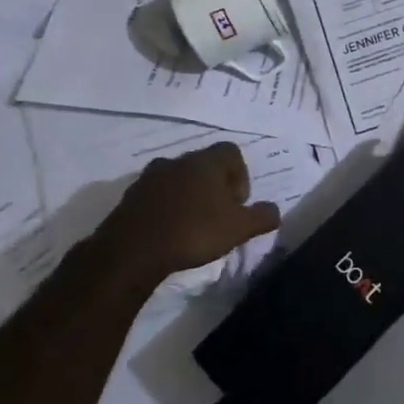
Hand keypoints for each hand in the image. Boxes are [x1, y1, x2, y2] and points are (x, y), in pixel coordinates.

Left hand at [91, 142, 280, 281]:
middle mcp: (178, 161)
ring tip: (193, 225)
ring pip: (180, 179)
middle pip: (205, 165)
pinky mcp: (130, 197)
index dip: (240, 175)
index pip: (232, 152)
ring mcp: (150, 177)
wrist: (131, 251)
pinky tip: (170, 231)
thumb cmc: (193, 231)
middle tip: (219, 216)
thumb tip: (274, 211)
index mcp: (206, 162)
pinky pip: (158, 195)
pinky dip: (167, 207)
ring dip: (190, 196)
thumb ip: (262, 217)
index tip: (237, 203)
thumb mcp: (239, 229)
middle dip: (216, 187)